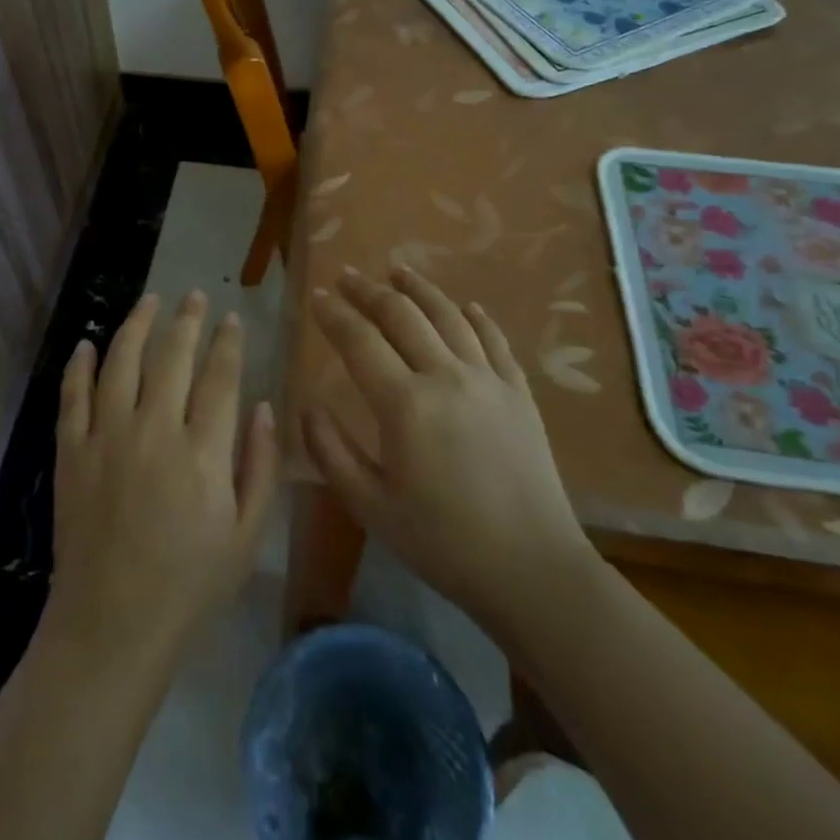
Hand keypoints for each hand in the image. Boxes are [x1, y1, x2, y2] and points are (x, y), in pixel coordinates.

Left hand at [43, 292, 279, 667]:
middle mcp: (153, 432)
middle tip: (195, 296)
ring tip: (149, 300)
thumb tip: (265, 406)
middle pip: (172, 357)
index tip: (233, 318)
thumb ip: (261, 466)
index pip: (219, 377)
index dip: (228, 342)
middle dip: (187, 320)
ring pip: (121, 361)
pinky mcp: (71, 452)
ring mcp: (106, 438)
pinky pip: (72, 395)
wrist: (111, 625)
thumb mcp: (246, 535)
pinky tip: (88, 343)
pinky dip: (80, 365)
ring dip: (137, 324)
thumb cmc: (189, 584)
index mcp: (202, 453)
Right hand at [304, 267, 591, 628]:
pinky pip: (495, 339)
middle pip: (402, 315)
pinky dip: (476, 316)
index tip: (317, 296)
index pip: (360, 341)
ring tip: (397, 270)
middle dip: (369, 290)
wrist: (532, 569)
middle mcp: (446, 376)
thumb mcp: (371, 506)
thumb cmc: (442, 542)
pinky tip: (465, 305)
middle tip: (348, 275)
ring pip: (448, 315)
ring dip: (419, 289)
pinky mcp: (519, 391)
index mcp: (405, 404)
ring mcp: (488, 379)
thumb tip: (307, 405)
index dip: (335, 314)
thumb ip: (331, 451)